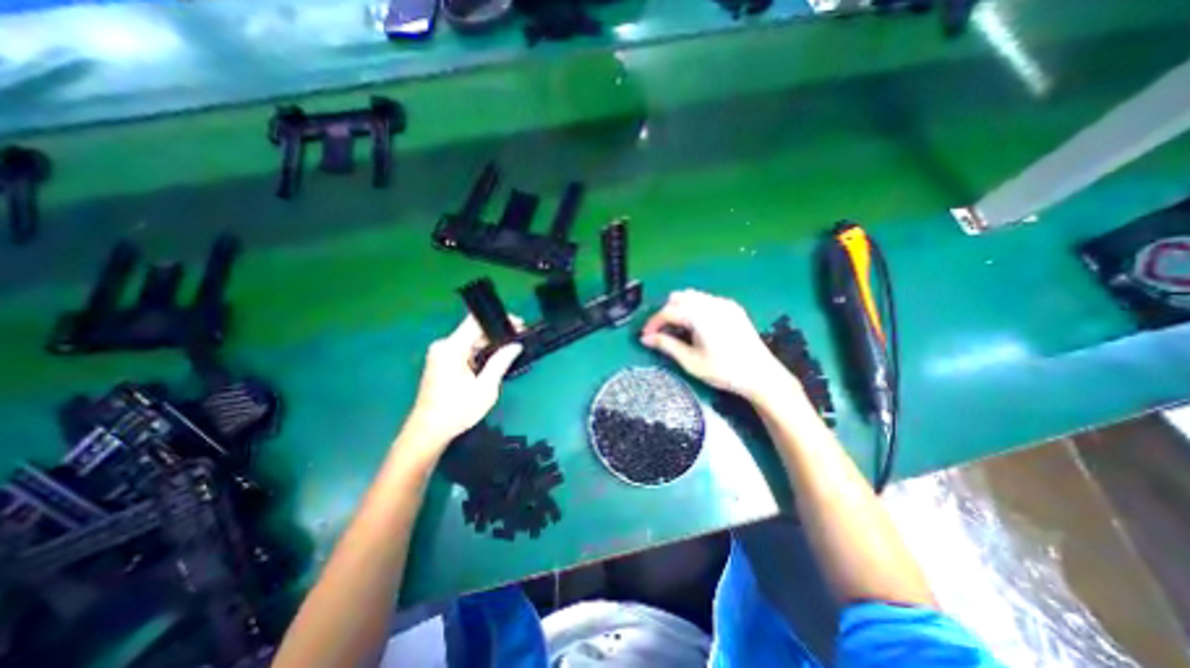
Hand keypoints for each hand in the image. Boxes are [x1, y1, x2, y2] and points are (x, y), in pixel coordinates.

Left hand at [404, 317, 520, 450]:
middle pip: (474, 331)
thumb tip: (515, 345)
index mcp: (451, 348)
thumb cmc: (457, 411)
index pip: (476, 322)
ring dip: (489, 346)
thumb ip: (500, 362)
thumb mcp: (485, 388)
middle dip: (497, 335)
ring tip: (511, 351)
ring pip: (470, 341)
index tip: (519, 324)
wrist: (429, 431)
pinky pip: (465, 350)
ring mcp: (441, 353)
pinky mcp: (442, 362)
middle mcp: (443, 346)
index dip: (500, 320)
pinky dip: (479, 353)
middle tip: (519, 341)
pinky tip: (494, 361)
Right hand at [641, 286, 797, 401]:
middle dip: (665, 313)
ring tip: (677, 329)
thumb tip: (645, 339)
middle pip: (678, 298)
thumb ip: (667, 345)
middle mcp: (711, 303)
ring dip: (679, 309)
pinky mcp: (732, 308)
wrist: (762, 375)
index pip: (668, 311)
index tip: (645, 336)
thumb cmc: (724, 371)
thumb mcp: (691, 361)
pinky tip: (696, 326)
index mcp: (700, 316)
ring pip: (692, 296)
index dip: (653, 323)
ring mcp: (724, 303)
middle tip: (661, 333)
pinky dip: (694, 308)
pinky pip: (705, 300)